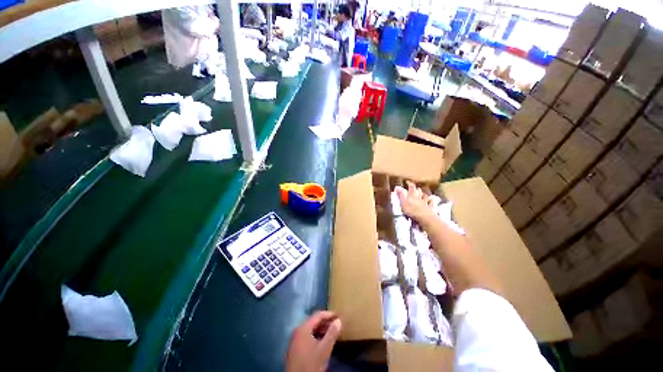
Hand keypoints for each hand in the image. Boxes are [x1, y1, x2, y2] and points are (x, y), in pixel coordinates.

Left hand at [286, 311, 341, 371]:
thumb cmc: (311, 364)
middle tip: (337, 324)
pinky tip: (322, 342)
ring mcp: (294, 339)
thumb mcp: (324, 349)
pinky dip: (316, 336)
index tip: (339, 316)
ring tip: (332, 333)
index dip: (329, 314)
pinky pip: (307, 336)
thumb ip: (332, 333)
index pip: (318, 315)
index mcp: (303, 328)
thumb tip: (339, 320)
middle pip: (313, 321)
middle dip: (326, 322)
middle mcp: (297, 330)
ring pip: (310, 329)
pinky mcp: (294, 348)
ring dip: (321, 330)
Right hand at [395, 181, 436, 224]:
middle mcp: (420, 198)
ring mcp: (426, 203)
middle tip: (416, 188)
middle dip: (417, 189)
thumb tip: (397, 187)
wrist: (425, 218)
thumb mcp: (403, 203)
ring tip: (424, 193)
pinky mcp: (431, 209)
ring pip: (426, 196)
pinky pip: (432, 203)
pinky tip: (432, 200)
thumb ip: (400, 195)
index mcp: (412, 196)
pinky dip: (431, 201)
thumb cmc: (412, 211)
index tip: (408, 182)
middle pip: (419, 192)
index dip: (410, 185)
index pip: (411, 188)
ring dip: (424, 194)